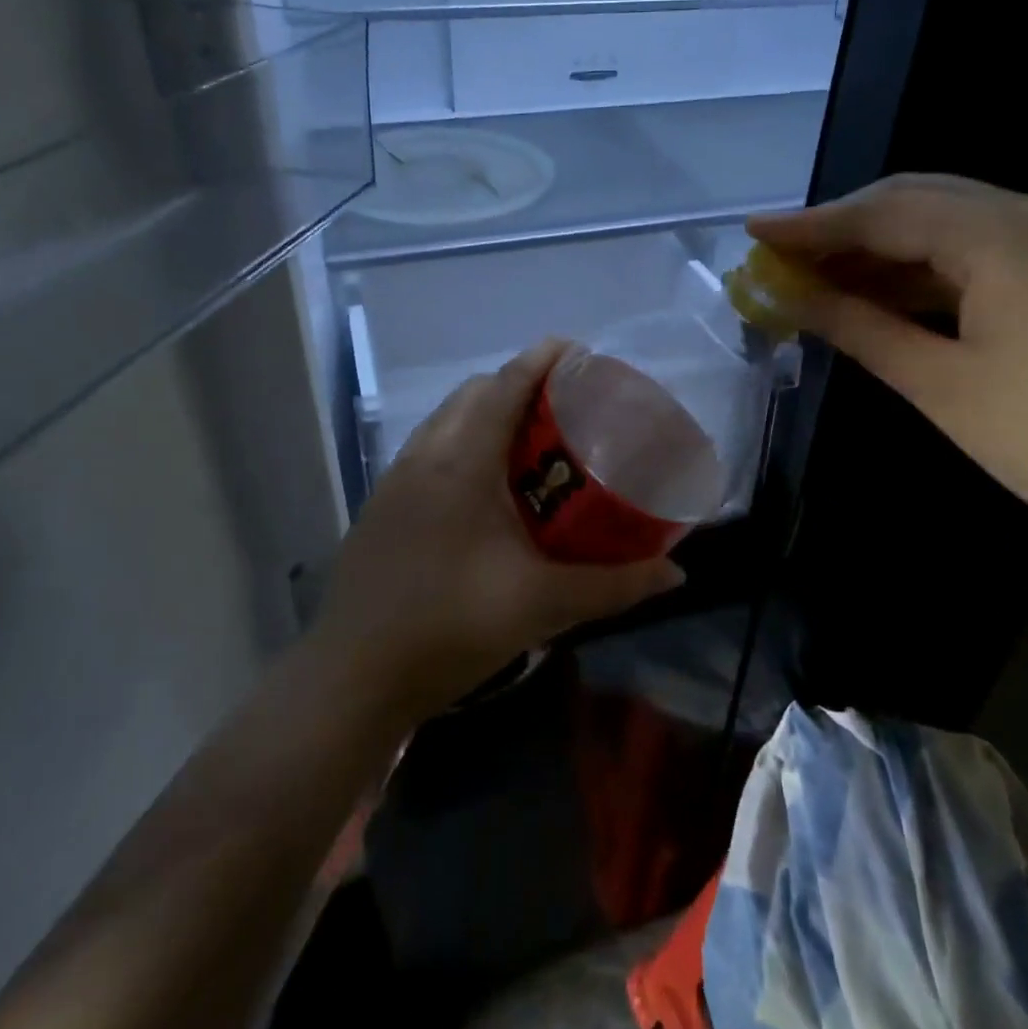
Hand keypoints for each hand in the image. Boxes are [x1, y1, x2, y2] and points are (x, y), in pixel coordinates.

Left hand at [315, 341, 683, 722]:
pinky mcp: (382, 509)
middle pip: (472, 395)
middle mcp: (423, 457)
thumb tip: (675, 572)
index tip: (576, 349)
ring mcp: (395, 482)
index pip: (503, 386)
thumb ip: (612, 585)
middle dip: (516, 384)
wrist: (352, 679)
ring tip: (529, 443)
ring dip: (485, 414)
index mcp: (460, 462)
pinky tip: (484, 491)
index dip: (540, 359)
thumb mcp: (540, 605)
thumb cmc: (448, 628)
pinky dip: (462, 444)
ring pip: (445, 421)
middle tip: (563, 406)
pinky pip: (429, 451)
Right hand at [749, 176, 1027, 567]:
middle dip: (846, 230)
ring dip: (887, 252)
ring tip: (823, 283)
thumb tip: (792, 297)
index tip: (754, 233)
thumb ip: (862, 328)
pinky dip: (931, 272)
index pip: (886, 212)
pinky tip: (892, 300)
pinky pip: (989, 255)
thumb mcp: (944, 385)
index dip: (812, 225)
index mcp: (1008, 234)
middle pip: (920, 203)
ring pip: (954, 228)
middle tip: (785, 259)